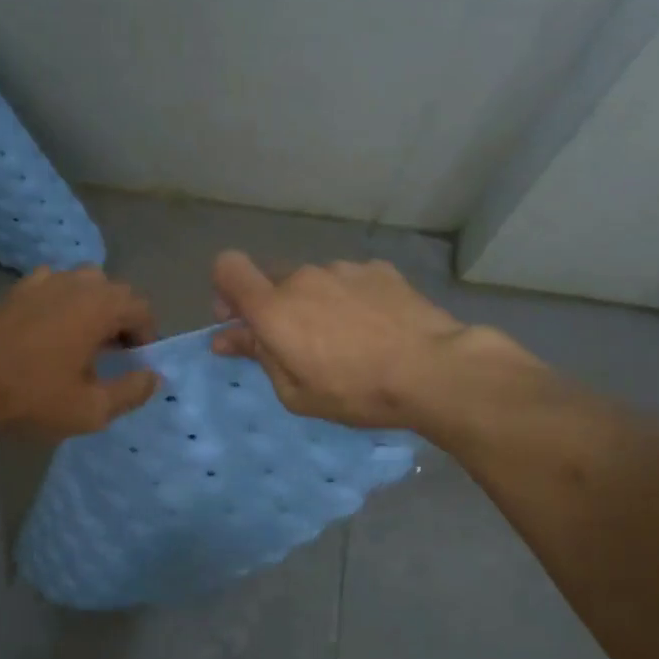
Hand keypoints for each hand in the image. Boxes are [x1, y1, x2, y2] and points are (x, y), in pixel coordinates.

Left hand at [0, 266, 158, 435]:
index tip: (137, 361)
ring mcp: (43, 281)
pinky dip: (63, 301)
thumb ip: (131, 391)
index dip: (147, 334)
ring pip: (84, 283)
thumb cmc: (33, 398)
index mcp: (99, 305)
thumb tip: (153, 376)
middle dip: (122, 319)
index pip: (141, 307)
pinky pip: (54, 285)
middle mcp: (75, 283)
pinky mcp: (17, 290)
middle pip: (115, 291)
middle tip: (115, 354)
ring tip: (85, 340)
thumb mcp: (92, 408)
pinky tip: (52, 329)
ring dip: (94, 307)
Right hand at [211, 250, 521, 428]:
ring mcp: (343, 269)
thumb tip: (225, 337)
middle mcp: (302, 277)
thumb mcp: (295, 392)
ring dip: (314, 303)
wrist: (434, 370)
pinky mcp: (378, 269)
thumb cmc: (356, 390)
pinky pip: (348, 281)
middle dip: (273, 306)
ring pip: (312, 281)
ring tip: (344, 339)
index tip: (239, 319)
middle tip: (295, 343)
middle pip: (271, 279)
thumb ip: (257, 355)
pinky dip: (349, 298)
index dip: (225, 289)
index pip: (227, 267)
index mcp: (273, 308)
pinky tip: (373, 327)